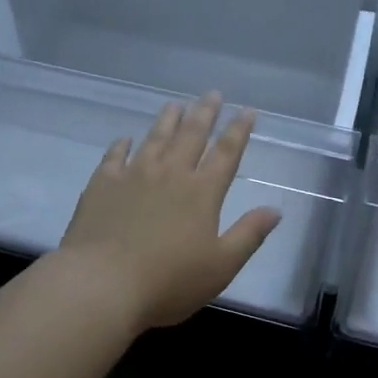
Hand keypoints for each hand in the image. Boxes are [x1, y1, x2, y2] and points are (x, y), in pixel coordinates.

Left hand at [59, 93, 282, 331]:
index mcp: (202, 192)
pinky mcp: (102, 184)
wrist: (102, 284)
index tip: (247, 110)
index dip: (239, 130)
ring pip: (155, 138)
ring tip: (176, 104)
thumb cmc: (168, 281)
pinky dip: (122, 144)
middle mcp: (170, 174)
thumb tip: (275, 209)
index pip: (226, 153)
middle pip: (191, 135)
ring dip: (168, 120)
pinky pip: (114, 156)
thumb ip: (249, 235)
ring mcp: (133, 175)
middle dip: (205, 113)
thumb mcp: (220, 266)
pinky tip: (125, 138)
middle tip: (212, 93)